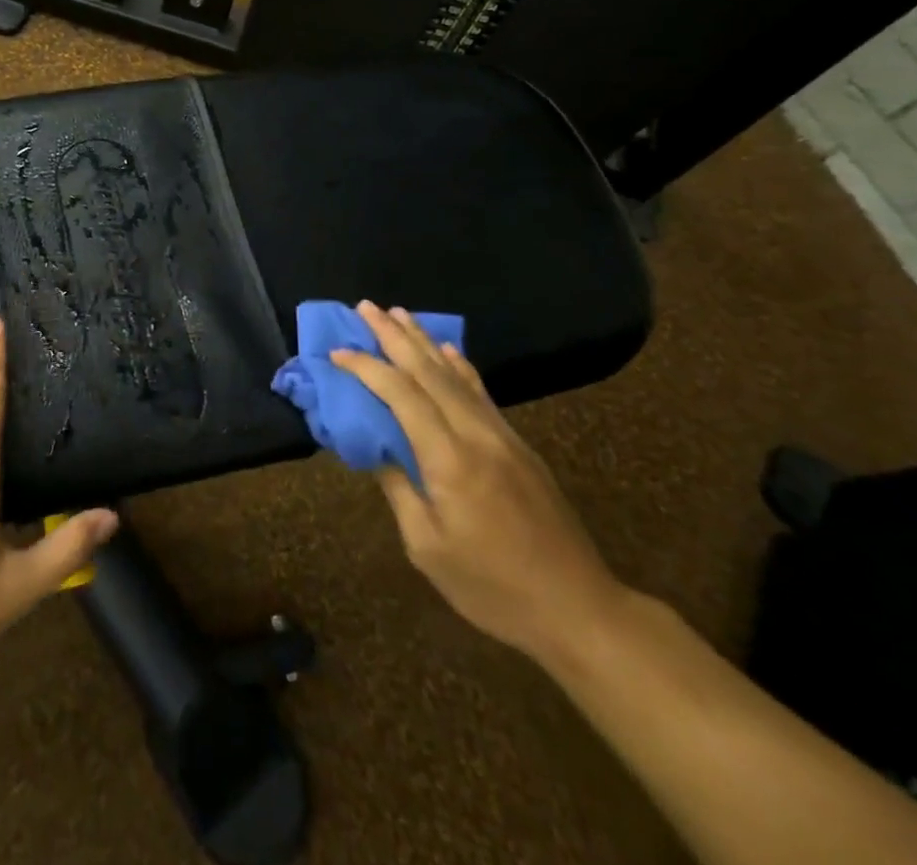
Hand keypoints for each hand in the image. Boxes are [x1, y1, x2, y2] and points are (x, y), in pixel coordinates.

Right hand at [331, 301, 628, 665]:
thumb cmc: (492, 587)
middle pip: (430, 371)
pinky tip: (449, 351)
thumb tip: (375, 447)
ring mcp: (503, 437)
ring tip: (399, 314)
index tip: (338, 352)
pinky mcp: (519, 446)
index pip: (401, 395)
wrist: (579, 609)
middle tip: (366, 307)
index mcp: (449, 460)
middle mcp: (477, 435)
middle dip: (394, 336)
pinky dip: (459, 366)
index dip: (367, 368)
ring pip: (457, 375)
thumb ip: (398, 489)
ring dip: (424, 341)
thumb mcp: (427, 547)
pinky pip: (481, 393)